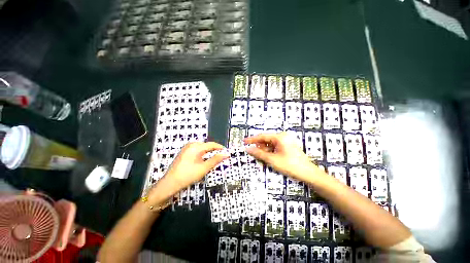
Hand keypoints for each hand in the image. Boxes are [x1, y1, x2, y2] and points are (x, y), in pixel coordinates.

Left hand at [149, 142, 228, 201]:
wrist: (170, 183)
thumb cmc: (188, 175)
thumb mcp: (204, 168)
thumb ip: (216, 160)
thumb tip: (226, 154)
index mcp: (196, 147)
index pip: (211, 144)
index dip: (220, 147)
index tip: (226, 152)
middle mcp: (191, 145)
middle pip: (206, 145)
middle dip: (214, 150)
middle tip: (220, 157)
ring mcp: (186, 148)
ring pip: (202, 148)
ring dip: (208, 152)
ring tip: (213, 159)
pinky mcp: (184, 152)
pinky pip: (196, 150)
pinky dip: (202, 154)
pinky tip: (203, 160)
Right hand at [244, 132, 320, 181]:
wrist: (308, 173)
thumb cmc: (290, 165)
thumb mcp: (272, 159)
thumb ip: (258, 153)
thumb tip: (248, 149)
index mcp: (280, 137)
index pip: (262, 136)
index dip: (252, 139)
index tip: (244, 141)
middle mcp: (283, 137)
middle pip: (266, 140)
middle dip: (259, 147)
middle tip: (253, 153)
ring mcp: (285, 141)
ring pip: (270, 144)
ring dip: (264, 150)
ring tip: (262, 158)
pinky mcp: (287, 146)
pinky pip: (275, 147)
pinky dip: (270, 152)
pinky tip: (268, 158)